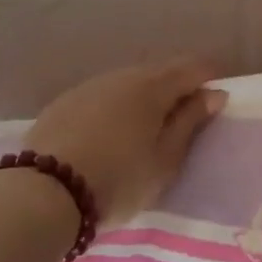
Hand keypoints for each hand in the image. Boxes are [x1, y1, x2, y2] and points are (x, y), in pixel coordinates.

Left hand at [25, 58, 226, 224]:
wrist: (45, 193)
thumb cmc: (119, 180)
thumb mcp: (165, 160)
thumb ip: (191, 122)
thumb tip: (213, 93)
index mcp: (153, 86)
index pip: (192, 68)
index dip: (209, 77)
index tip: (216, 98)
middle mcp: (122, 76)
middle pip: (159, 72)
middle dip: (176, 87)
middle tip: (184, 118)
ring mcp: (89, 86)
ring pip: (128, 82)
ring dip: (144, 96)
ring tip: (147, 127)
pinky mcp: (64, 102)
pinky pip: (102, 95)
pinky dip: (116, 106)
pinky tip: (111, 131)